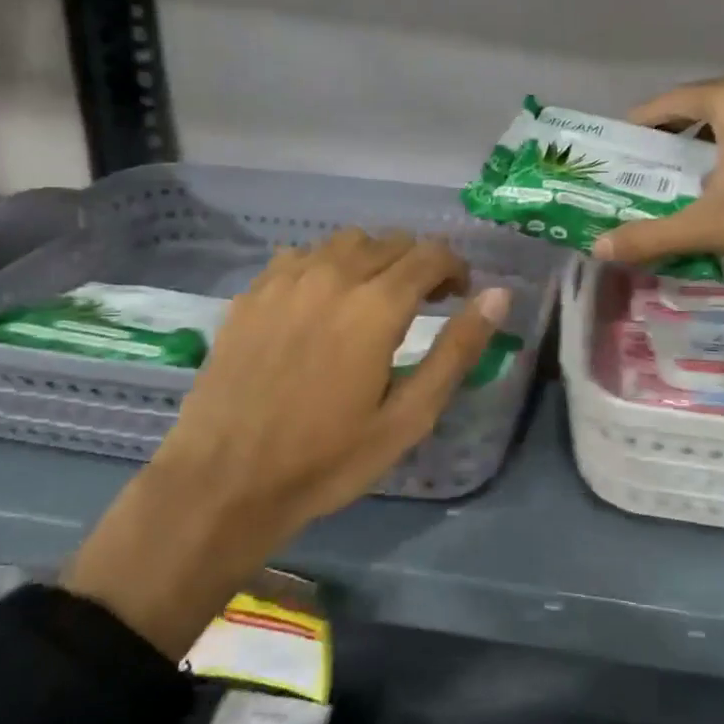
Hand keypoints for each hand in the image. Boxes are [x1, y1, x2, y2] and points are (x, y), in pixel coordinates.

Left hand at [65, 230, 510, 657]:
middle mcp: (332, 275)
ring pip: (345, 241)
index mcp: (376, 305)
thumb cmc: (326, 460)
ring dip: (373, 259)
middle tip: (424, 300)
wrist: (223, 482)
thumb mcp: (408, 417)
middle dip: (418, 262)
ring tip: (374, 298)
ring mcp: (285, 279)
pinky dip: (326, 265)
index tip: (460, 293)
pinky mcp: (252, 293)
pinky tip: (321, 302)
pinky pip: (301, 255)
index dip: (455, 267)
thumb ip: (457, 350)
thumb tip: (499, 296)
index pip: (430, 255)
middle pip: (391, 241)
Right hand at [591, 76, 723, 324]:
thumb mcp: (712, 226)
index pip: (672, 102)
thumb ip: (651, 234)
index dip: (642, 122)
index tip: (622, 146)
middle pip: (705, 104)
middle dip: (675, 132)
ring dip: (711, 137)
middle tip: (651, 163)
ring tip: (690, 171)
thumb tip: (599, 249)